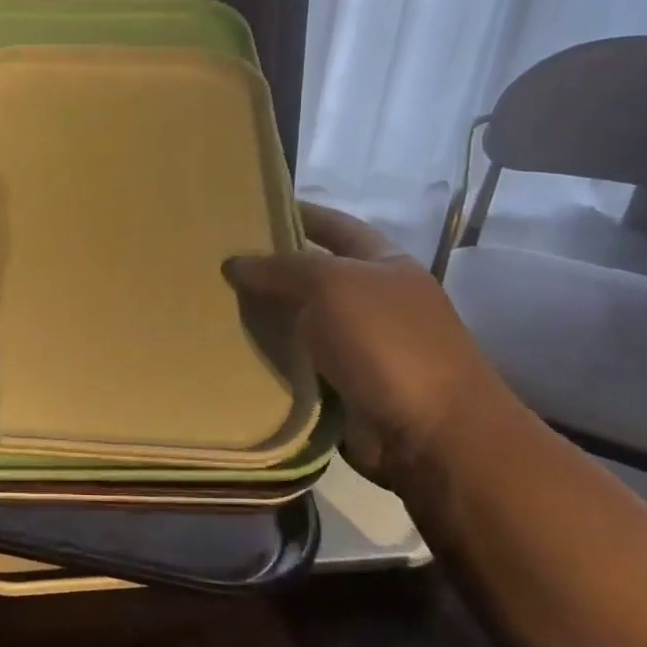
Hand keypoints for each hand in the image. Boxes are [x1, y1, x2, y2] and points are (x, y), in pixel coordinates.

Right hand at [224, 202, 497, 483]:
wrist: (434, 436)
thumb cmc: (388, 342)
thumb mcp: (331, 285)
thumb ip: (280, 268)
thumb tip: (234, 263)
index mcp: (384, 263)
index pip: (334, 225)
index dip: (297, 213)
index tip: (250, 209)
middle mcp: (375, 299)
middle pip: (313, 274)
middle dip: (270, 268)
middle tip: (216, 262)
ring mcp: (362, 346)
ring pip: (301, 321)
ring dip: (265, 317)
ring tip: (212, 305)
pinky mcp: (346, 387)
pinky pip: (299, 363)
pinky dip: (272, 358)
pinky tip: (233, 350)